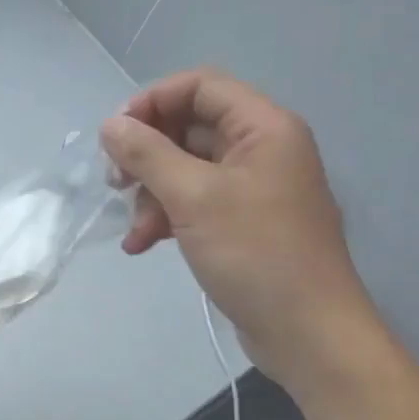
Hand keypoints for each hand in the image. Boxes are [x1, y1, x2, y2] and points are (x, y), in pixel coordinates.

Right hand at [100, 67, 379, 396]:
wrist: (307, 332)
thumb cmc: (255, 254)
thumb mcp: (193, 198)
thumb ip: (147, 154)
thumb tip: (111, 125)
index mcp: (263, 128)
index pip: (200, 87)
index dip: (152, 102)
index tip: (115, 136)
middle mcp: (261, 149)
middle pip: (189, 127)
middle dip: (147, 154)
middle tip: (116, 181)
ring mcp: (252, 188)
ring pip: (185, 169)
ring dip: (151, 193)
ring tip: (134, 229)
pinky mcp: (241, 223)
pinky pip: (194, 202)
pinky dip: (165, 217)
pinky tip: (142, 244)